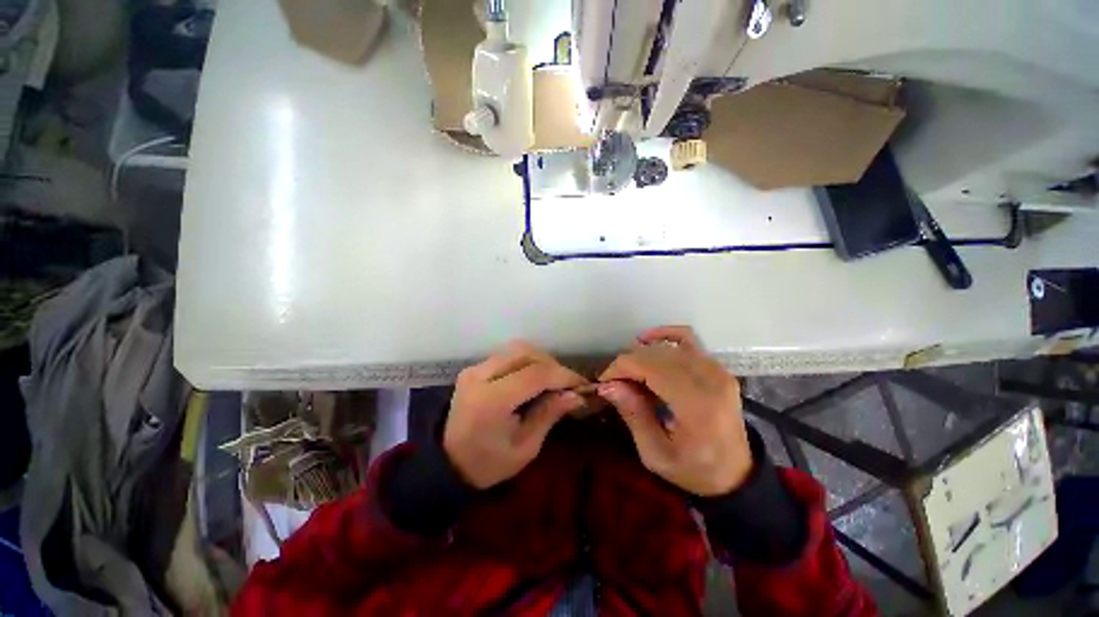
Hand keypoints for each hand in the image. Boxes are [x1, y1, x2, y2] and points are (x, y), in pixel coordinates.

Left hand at [445, 341, 587, 488]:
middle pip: (526, 354)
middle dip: (553, 366)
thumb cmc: (488, 464)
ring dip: (541, 360)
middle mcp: (480, 376)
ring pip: (518, 349)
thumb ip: (549, 415)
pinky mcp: (475, 368)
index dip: (563, 375)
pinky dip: (528, 361)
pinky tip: (535, 379)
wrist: (447, 462)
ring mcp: (475, 369)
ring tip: (553, 381)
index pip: (535, 374)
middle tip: (567, 385)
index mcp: (490, 401)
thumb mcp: (525, 448)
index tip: (581, 385)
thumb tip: (576, 395)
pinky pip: (508, 355)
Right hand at [598, 326, 752, 496]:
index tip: (604, 381)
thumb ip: (633, 414)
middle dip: (628, 362)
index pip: (650, 367)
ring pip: (667, 346)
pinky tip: (647, 341)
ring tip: (630, 373)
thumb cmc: (694, 470)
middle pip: (657, 354)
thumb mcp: (655, 454)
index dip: (621, 368)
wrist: (736, 474)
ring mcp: (716, 370)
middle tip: (615, 382)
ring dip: (642, 354)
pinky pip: (687, 338)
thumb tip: (607, 385)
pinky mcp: (717, 367)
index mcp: (697, 405)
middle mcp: (710, 380)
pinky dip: (664, 335)